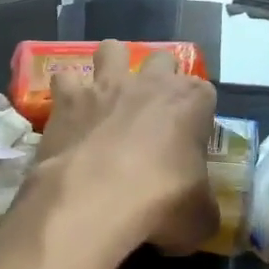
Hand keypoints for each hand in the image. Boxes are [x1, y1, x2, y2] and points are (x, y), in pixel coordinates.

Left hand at [31, 41, 217, 254]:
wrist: (93, 200)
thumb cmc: (160, 202)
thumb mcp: (200, 218)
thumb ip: (203, 207)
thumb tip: (198, 214)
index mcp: (191, 102)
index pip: (205, 93)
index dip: (198, 114)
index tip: (191, 138)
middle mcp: (150, 82)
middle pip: (162, 59)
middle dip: (159, 77)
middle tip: (152, 111)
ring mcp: (106, 85)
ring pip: (112, 49)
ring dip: (111, 66)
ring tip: (107, 96)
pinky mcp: (68, 98)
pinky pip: (63, 80)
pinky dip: (65, 94)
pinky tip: (67, 115)